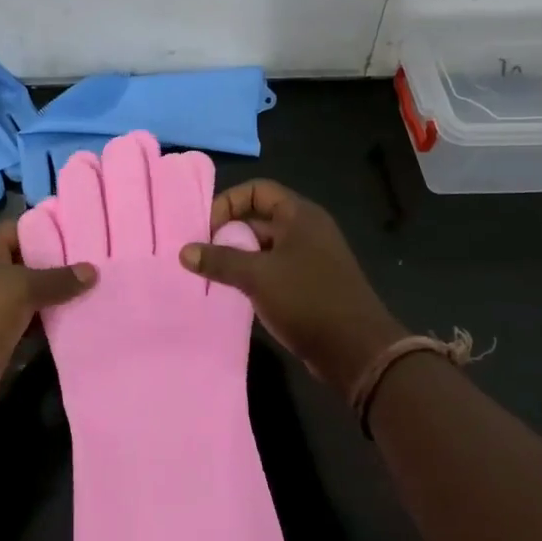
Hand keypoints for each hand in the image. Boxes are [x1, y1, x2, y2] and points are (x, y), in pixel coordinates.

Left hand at [0, 218, 95, 415]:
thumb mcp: (21, 286)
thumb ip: (58, 278)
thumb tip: (93, 270)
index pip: (23, 228)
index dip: (52, 228)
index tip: (88, 230)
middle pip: (31, 262)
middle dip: (63, 264)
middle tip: (103, 261)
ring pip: (35, 294)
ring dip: (61, 296)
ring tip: (102, 287)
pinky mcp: (2, 334)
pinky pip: (34, 321)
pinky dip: (54, 321)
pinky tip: (85, 318)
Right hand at [179, 180, 403, 398]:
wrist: (356, 350)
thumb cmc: (307, 299)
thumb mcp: (257, 276)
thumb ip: (219, 260)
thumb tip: (184, 251)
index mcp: (300, 215)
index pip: (257, 190)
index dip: (229, 202)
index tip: (207, 229)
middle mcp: (307, 230)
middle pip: (259, 217)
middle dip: (229, 232)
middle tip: (203, 254)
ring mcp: (310, 258)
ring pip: (265, 246)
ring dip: (239, 256)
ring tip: (213, 274)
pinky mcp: (310, 284)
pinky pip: (274, 269)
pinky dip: (253, 275)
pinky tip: (235, 293)